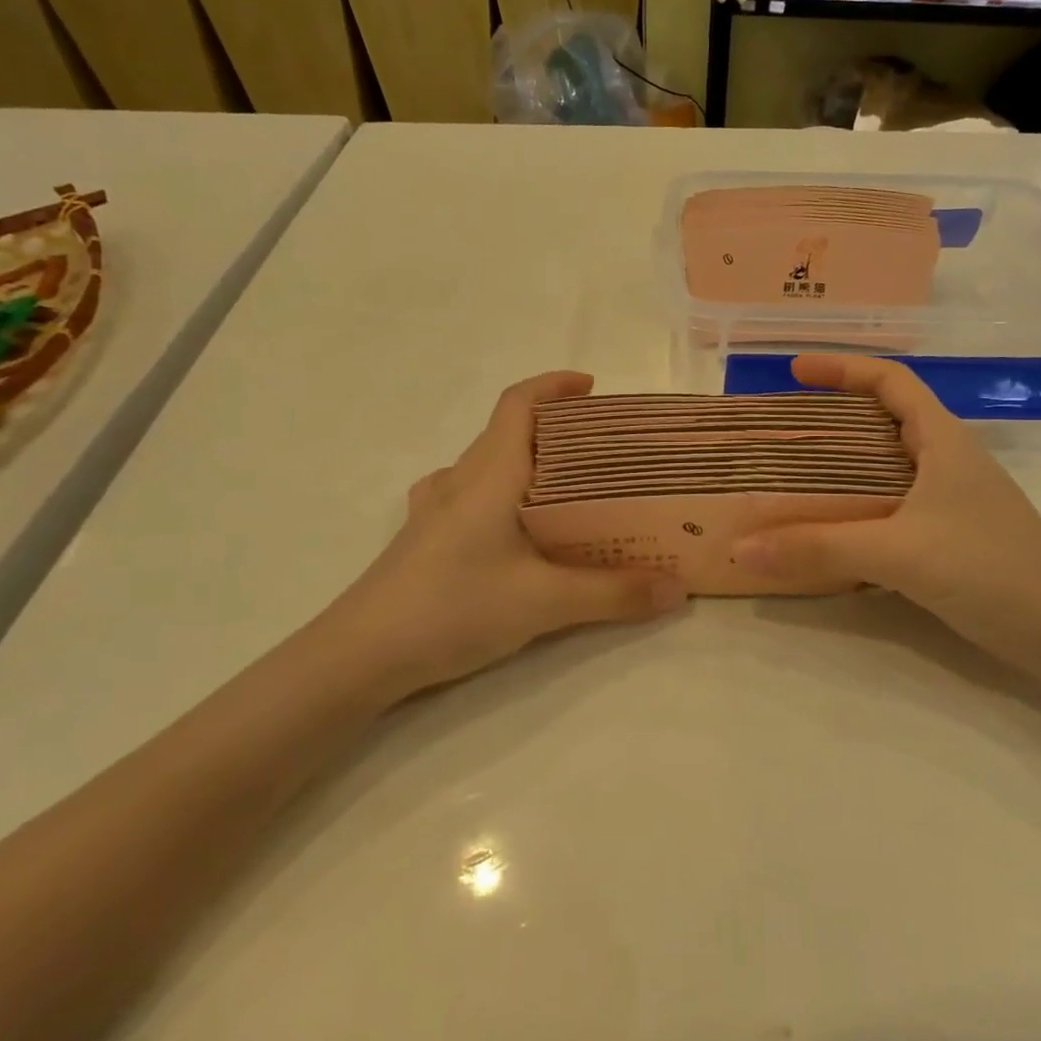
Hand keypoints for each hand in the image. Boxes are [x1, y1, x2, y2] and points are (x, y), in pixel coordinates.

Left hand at [300, 371, 687, 707]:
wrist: (361, 655)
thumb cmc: (454, 607)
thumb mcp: (544, 603)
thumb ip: (614, 595)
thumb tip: (679, 590)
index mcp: (489, 473)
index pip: (518, 403)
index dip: (554, 385)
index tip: (592, 387)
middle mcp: (460, 480)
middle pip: (508, 431)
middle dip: (556, 429)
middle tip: (603, 451)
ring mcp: (435, 509)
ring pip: (487, 465)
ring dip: (525, 462)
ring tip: (565, 488)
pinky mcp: (425, 538)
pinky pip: (469, 496)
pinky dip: (499, 494)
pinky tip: (509, 527)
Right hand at [733, 355, 1040, 673]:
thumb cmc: (990, 569)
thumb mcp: (899, 552)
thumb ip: (820, 548)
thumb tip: (743, 548)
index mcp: (942, 439)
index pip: (890, 381)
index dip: (842, 367)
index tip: (795, 371)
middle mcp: (947, 460)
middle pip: (884, 418)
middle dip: (834, 415)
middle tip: (785, 428)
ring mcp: (952, 499)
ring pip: (887, 464)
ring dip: (844, 464)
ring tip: (795, 475)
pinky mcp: (951, 535)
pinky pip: (892, 504)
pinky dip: (857, 505)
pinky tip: (832, 529)